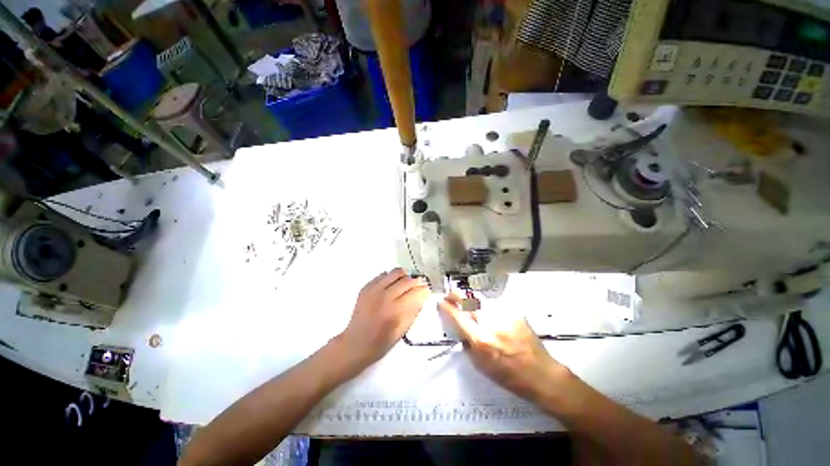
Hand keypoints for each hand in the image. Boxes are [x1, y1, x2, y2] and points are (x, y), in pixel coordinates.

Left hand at [337, 269, 429, 367]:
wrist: (355, 343)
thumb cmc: (380, 343)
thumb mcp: (402, 331)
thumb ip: (413, 311)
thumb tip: (422, 296)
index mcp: (394, 311)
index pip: (416, 292)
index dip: (425, 290)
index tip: (427, 291)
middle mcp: (384, 297)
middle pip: (407, 280)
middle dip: (417, 282)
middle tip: (420, 287)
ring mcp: (373, 290)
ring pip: (395, 272)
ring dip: (405, 277)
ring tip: (406, 284)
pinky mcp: (366, 287)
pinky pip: (383, 275)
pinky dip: (391, 278)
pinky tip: (392, 286)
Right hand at [439, 293, 569, 402]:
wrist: (541, 374)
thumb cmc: (509, 376)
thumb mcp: (481, 366)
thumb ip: (468, 344)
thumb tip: (460, 327)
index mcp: (481, 340)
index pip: (458, 317)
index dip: (447, 307)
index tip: (441, 302)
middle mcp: (491, 324)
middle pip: (469, 300)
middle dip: (456, 295)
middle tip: (451, 295)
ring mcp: (505, 316)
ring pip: (481, 300)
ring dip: (472, 301)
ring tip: (470, 306)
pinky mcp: (515, 313)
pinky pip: (495, 306)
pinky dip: (488, 308)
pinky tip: (491, 316)